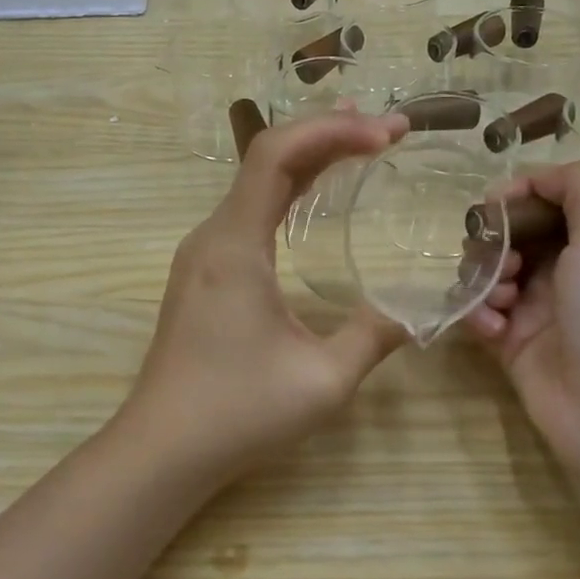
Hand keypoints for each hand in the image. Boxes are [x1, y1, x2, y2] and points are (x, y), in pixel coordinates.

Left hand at [120, 111, 411, 478]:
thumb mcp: (323, 380)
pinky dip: (286, 190)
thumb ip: (374, 336)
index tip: (387, 134)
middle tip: (387, 131)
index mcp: (235, 245)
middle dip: (327, 134)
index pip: (277, 155)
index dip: (333, 130)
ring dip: (306, 157)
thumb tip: (417, 312)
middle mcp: (212, 235)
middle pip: (266, 158)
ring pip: (255, 182)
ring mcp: (202, 253)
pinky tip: (314, 196)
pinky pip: (248, 210)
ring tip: (359, 143)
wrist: (162, 448)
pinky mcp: (202, 273)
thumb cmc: (238, 412)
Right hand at [464, 160, 579, 473]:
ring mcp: (542, 308)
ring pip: (491, 269)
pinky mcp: (515, 343)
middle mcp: (574, 269)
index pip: (553, 197)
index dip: (520, 193)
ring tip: (498, 299)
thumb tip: (536, 178)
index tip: (495, 204)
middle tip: (498, 257)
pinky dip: (479, 313)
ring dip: (484, 276)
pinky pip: (481, 311)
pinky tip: (492, 329)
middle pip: (515, 231)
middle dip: (495, 237)